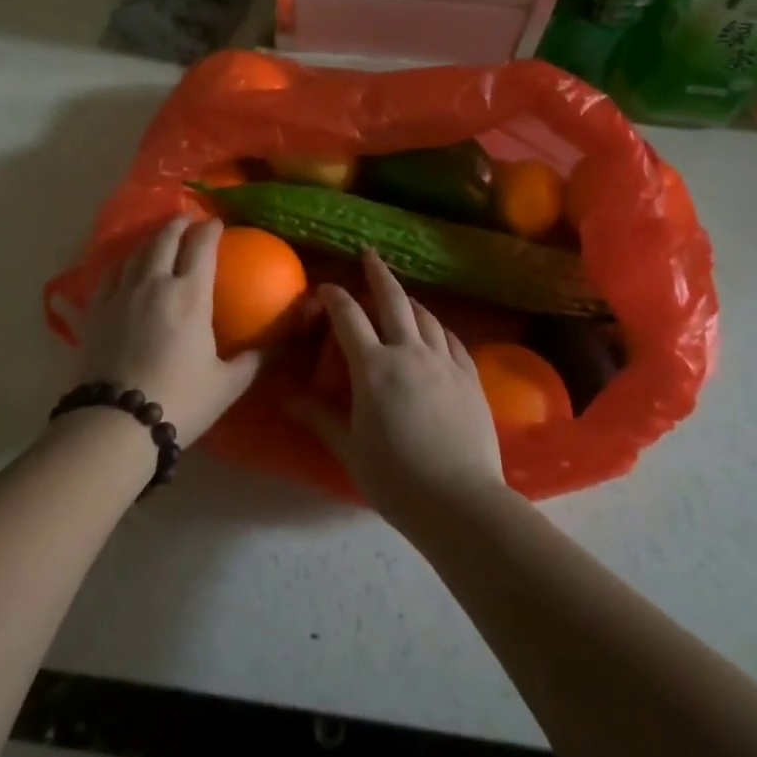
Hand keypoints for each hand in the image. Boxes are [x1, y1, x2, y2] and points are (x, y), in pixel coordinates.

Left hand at [77, 216, 260, 447]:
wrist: (116, 425)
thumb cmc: (179, 402)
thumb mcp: (228, 384)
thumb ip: (254, 359)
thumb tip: (278, 344)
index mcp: (189, 294)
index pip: (201, 245)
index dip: (211, 229)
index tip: (218, 224)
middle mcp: (153, 283)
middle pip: (164, 238)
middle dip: (178, 224)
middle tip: (188, 221)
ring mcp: (119, 294)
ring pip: (135, 252)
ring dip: (150, 240)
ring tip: (158, 240)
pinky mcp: (94, 312)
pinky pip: (107, 276)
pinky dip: (121, 265)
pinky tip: (122, 270)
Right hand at [292, 249, 504, 530]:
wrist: (461, 502)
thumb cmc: (396, 479)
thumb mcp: (350, 449)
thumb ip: (319, 417)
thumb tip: (286, 397)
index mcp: (373, 367)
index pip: (349, 317)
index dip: (335, 297)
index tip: (326, 288)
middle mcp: (409, 352)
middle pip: (393, 299)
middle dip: (378, 273)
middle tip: (369, 254)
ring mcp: (444, 361)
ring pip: (426, 316)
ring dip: (409, 300)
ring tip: (401, 295)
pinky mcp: (470, 376)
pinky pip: (452, 339)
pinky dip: (439, 327)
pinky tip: (436, 330)